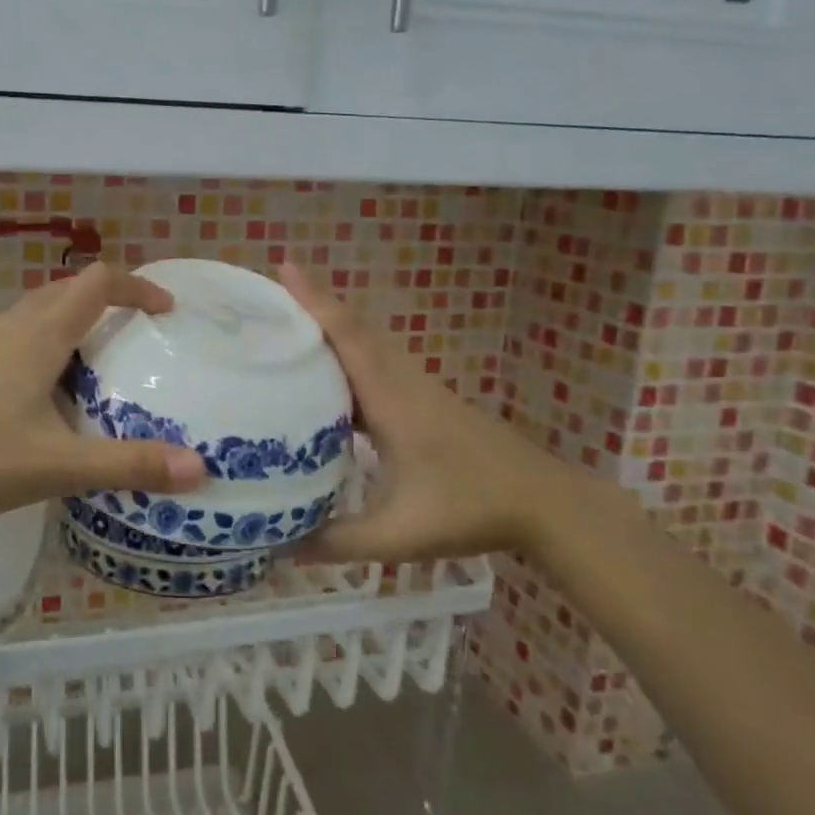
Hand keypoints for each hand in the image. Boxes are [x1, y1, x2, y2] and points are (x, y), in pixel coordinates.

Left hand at [0, 263, 208, 528]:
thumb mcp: (60, 465)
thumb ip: (129, 465)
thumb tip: (200, 469)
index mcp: (41, 336)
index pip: (97, 283)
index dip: (137, 287)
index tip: (166, 310)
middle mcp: (13, 328)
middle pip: (69, 289)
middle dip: (109, 298)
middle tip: (139, 331)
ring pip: (39, 309)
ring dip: (75, 316)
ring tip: (99, 354)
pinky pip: (18, 333)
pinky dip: (47, 339)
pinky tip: (47, 385)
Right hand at [280, 264, 603, 562]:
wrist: (544, 504)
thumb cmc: (471, 508)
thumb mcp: (398, 534)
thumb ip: (338, 542)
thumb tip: (279, 548)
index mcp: (392, 400)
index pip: (348, 337)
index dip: (315, 301)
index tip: (285, 265)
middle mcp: (403, 383)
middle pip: (354, 330)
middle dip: (314, 306)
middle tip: (269, 296)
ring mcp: (418, 390)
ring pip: (368, 346)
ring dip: (331, 329)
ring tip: (288, 329)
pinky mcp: (427, 403)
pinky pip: (378, 366)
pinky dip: (349, 358)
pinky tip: (330, 381)